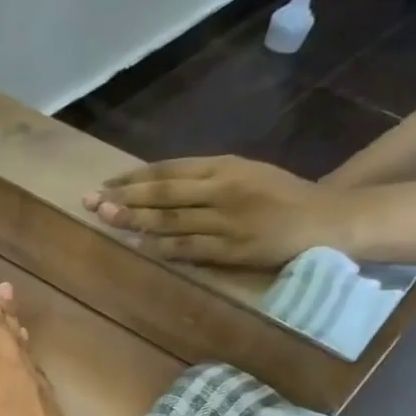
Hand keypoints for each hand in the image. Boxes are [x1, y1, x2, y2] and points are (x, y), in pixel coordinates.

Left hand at [81, 156, 354, 268]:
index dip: (134, 177)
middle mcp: (222, 190)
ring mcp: (227, 220)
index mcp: (224, 167)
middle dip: (125, 196)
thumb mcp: (244, 174)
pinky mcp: (232, 248)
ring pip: (172, 219)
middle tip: (91, 200)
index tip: (106, 183)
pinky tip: (137, 246)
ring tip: (105, 217)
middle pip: (164, 192)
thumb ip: (204, 179)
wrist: (324, 219)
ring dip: (135, 219)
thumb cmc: (279, 196)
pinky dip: (161, 247)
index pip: (169, 170)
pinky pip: (190, 247)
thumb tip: (156, 186)